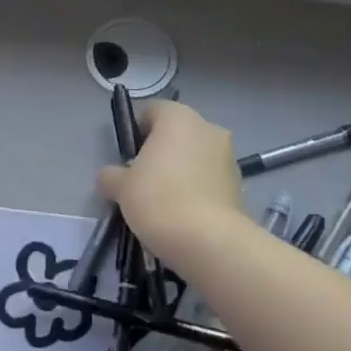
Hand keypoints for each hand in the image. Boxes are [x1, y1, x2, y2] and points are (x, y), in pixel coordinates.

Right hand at [97, 101, 244, 266]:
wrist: (207, 239)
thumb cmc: (157, 198)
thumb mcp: (120, 187)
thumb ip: (111, 175)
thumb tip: (111, 176)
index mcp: (178, 118)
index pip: (152, 111)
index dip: (137, 131)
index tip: (128, 157)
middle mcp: (207, 127)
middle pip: (177, 132)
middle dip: (161, 151)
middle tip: (143, 178)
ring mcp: (228, 155)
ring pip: (196, 155)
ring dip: (182, 169)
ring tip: (165, 200)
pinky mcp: (239, 183)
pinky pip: (210, 178)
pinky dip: (198, 188)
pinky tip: (184, 212)